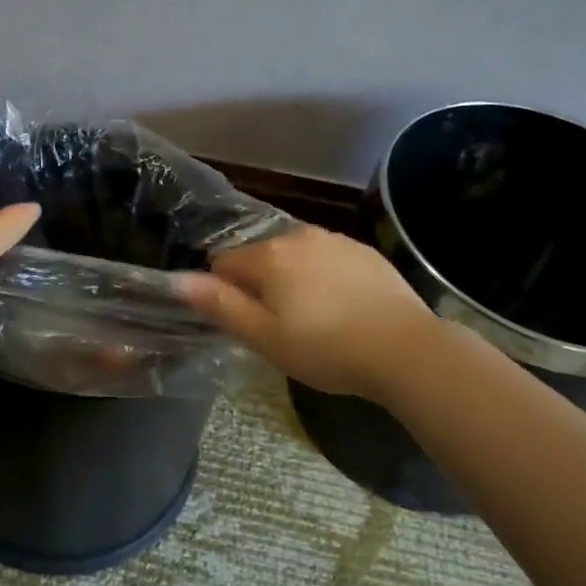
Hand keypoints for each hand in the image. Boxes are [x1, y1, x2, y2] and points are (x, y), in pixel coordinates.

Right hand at [176, 225, 434, 398]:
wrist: (406, 350)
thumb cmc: (326, 348)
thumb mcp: (264, 337)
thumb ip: (220, 305)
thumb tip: (178, 280)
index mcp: (269, 256)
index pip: (224, 262)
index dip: (226, 293)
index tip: (248, 323)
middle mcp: (299, 235)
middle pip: (260, 256)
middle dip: (261, 285)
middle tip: (280, 327)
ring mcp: (336, 240)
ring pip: (295, 256)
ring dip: (293, 279)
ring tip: (315, 320)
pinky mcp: (365, 251)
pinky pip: (328, 259)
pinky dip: (325, 277)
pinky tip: (343, 309)